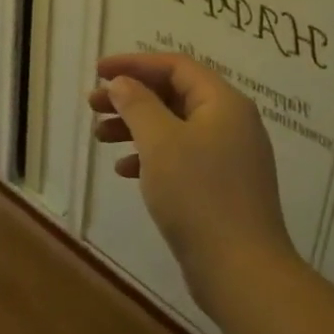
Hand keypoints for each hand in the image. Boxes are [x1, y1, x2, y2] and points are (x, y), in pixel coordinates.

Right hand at [90, 52, 299, 311]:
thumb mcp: (160, 142)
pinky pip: (181, 157)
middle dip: (131, 97)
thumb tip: (123, 83)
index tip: (99, 72)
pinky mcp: (221, 186)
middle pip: (174, 95)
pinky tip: (124, 170)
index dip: (135, 64)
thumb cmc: (198, 195)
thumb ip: (138, 105)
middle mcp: (231, 123)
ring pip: (174, 127)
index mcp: (223, 103)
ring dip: (136, 127)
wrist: (240, 269)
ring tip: (100, 137)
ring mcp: (229, 157)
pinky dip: (151, 156)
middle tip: (93, 106)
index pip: (176, 66)